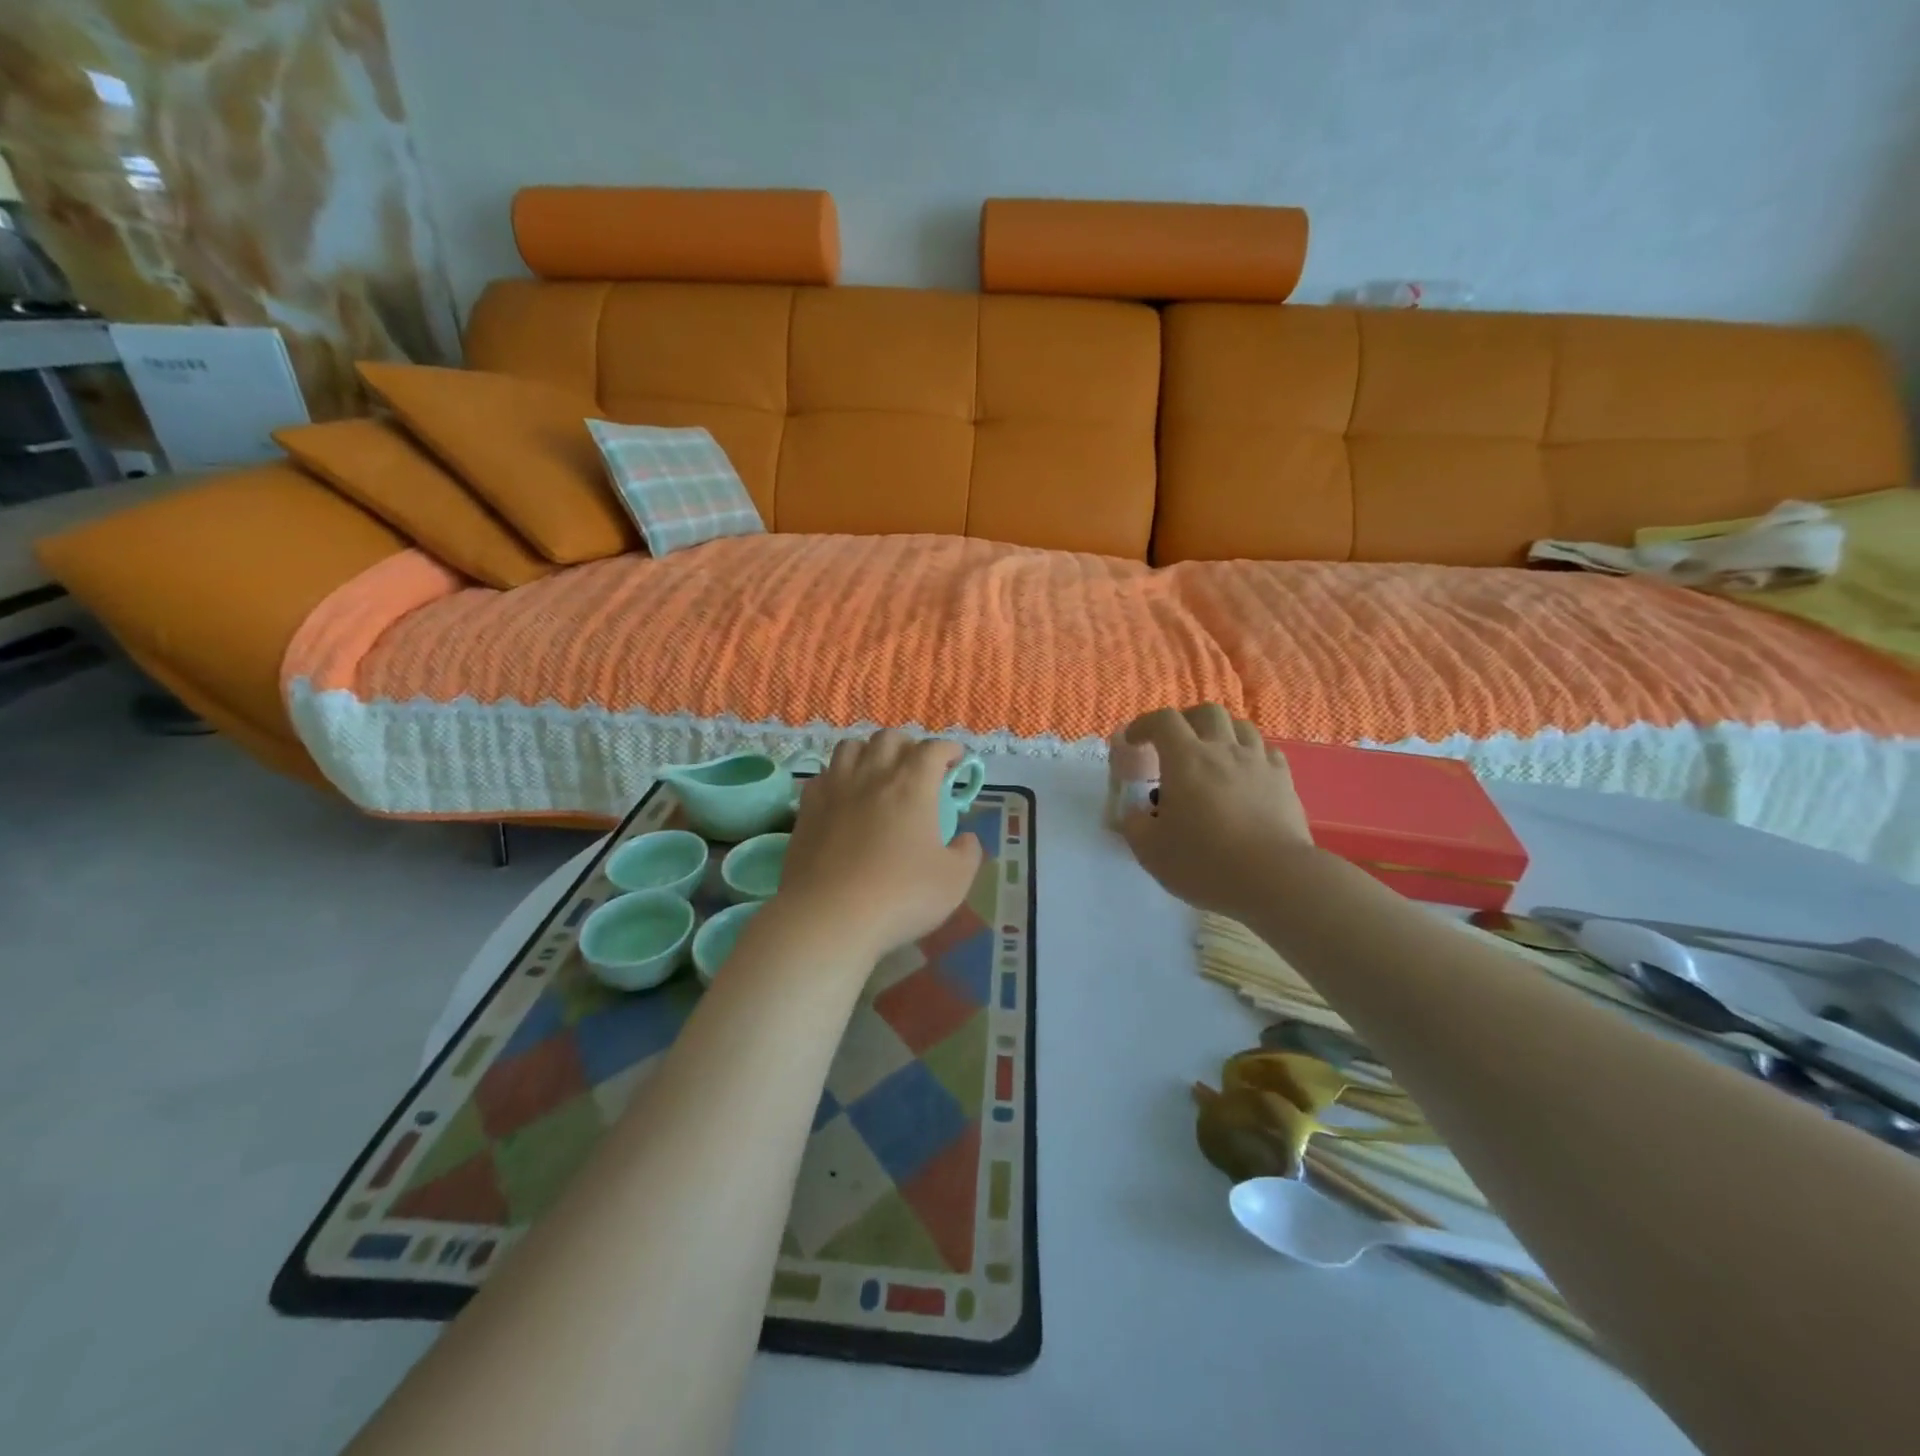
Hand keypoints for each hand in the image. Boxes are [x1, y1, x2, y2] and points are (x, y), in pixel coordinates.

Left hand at [777, 731, 983, 957]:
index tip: (956, 759)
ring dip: (869, 752)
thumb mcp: (954, 881)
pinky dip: (837, 777)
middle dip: (908, 745)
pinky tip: (843, 796)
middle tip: (917, 766)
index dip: (948, 749)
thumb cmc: (900, 896)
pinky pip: (822, 775)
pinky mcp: (807, 808)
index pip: (933, 749)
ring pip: (850, 747)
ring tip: (877, 772)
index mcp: (912, 785)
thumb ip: (967, 853)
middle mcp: (872, 775)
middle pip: (888, 738)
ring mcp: (835, 788)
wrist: (829, 916)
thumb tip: (965, 839)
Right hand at [1118, 704, 1316, 917]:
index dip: (1144, 724)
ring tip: (1212, 756)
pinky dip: (1251, 755)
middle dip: (1187, 720)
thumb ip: (1135, 826)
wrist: (1275, 879)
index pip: (1163, 721)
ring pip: (1241, 727)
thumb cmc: (1205, 862)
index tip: (1134, 741)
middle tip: (1175, 743)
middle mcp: (1223, 750)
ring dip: (1221, 733)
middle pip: (1207, 712)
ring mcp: (1259, 763)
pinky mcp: (1285, 781)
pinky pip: (1266, 752)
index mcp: (1185, 759)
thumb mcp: (1151, 851)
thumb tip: (1134, 813)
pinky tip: (1246, 774)